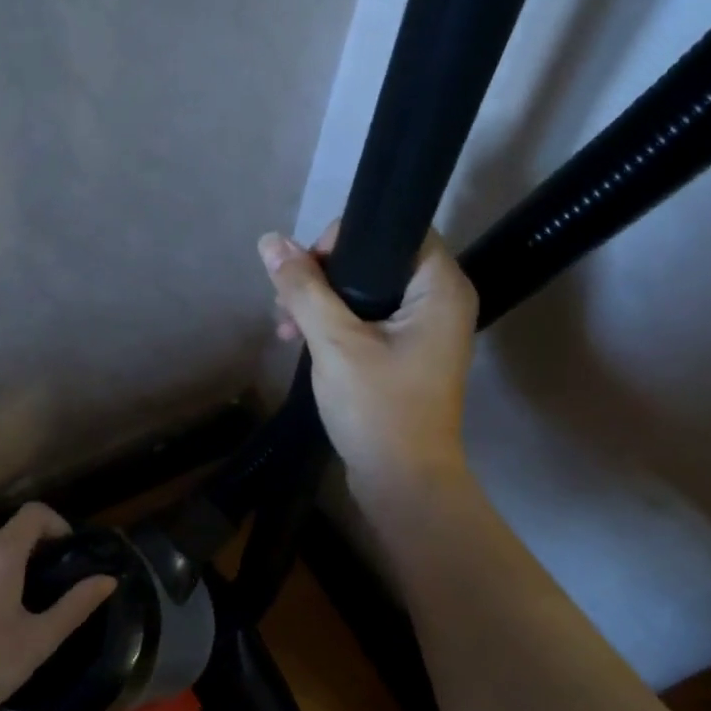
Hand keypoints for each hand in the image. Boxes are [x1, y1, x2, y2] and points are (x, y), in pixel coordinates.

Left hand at [0, 503, 116, 710]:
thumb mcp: (37, 640)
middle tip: (42, 594)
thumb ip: (75, 606)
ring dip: (0, 573)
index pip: (33, 513)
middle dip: (28, 557)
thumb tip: (108, 580)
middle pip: (6, 537)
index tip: (67, 552)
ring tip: (8, 615)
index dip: (56, 524)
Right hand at [258, 222, 478, 499]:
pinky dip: (334, 324)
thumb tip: (270, 241)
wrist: (401, 481)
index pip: (395, 230)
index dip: (346, 238)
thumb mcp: (334, 342)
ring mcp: (424, 330)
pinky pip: (367, 320)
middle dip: (323, 275)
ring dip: (321, 301)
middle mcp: (440, 301)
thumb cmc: (377, 407)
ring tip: (284, 327)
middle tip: (286, 300)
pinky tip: (299, 339)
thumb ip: (303, 288)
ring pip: (366, 292)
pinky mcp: (406, 354)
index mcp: (439, 287)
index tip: (307, 268)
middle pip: (375, 260)